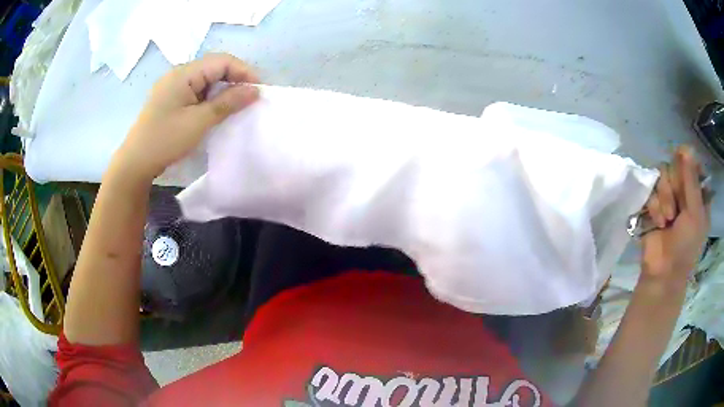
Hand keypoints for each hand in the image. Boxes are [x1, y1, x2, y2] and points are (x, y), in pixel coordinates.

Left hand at [113, 53, 259, 181]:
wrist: (135, 163)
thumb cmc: (166, 140)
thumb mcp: (199, 122)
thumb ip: (228, 102)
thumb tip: (255, 90)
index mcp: (184, 73)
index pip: (222, 61)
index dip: (244, 72)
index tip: (258, 90)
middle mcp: (178, 74)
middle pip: (214, 67)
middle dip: (234, 80)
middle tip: (249, 99)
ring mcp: (173, 86)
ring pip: (205, 80)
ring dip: (222, 90)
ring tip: (235, 106)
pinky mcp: (170, 99)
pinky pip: (196, 91)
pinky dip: (209, 98)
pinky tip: (215, 111)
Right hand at [641, 146, 709, 282]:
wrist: (663, 272)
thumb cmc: (686, 246)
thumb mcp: (695, 214)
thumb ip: (692, 181)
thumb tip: (686, 147)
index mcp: (698, 192)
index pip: (692, 162)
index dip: (687, 165)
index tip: (685, 175)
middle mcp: (684, 190)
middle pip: (675, 165)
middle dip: (674, 186)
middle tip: (676, 209)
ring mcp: (668, 196)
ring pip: (662, 174)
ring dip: (664, 198)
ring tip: (666, 220)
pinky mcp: (653, 203)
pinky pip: (651, 189)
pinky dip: (654, 207)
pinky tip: (658, 223)